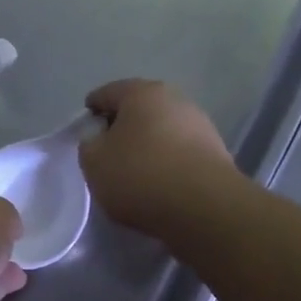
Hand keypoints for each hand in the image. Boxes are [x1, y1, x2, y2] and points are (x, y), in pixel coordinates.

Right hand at [80, 79, 234, 239]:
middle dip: (122, 129)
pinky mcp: (216, 154)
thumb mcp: (94, 162)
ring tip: (133, 175)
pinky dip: (167, 164)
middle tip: (107, 154)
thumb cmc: (140, 175)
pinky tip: (159, 186)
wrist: (205, 208)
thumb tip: (100, 139)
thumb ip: (89, 144)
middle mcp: (174, 100)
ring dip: (147, 147)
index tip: (83, 134)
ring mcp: (200, 126)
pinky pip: (180, 154)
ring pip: (162, 132)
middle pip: (138, 110)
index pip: (106, 94)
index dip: (90, 113)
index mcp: (141, 92)